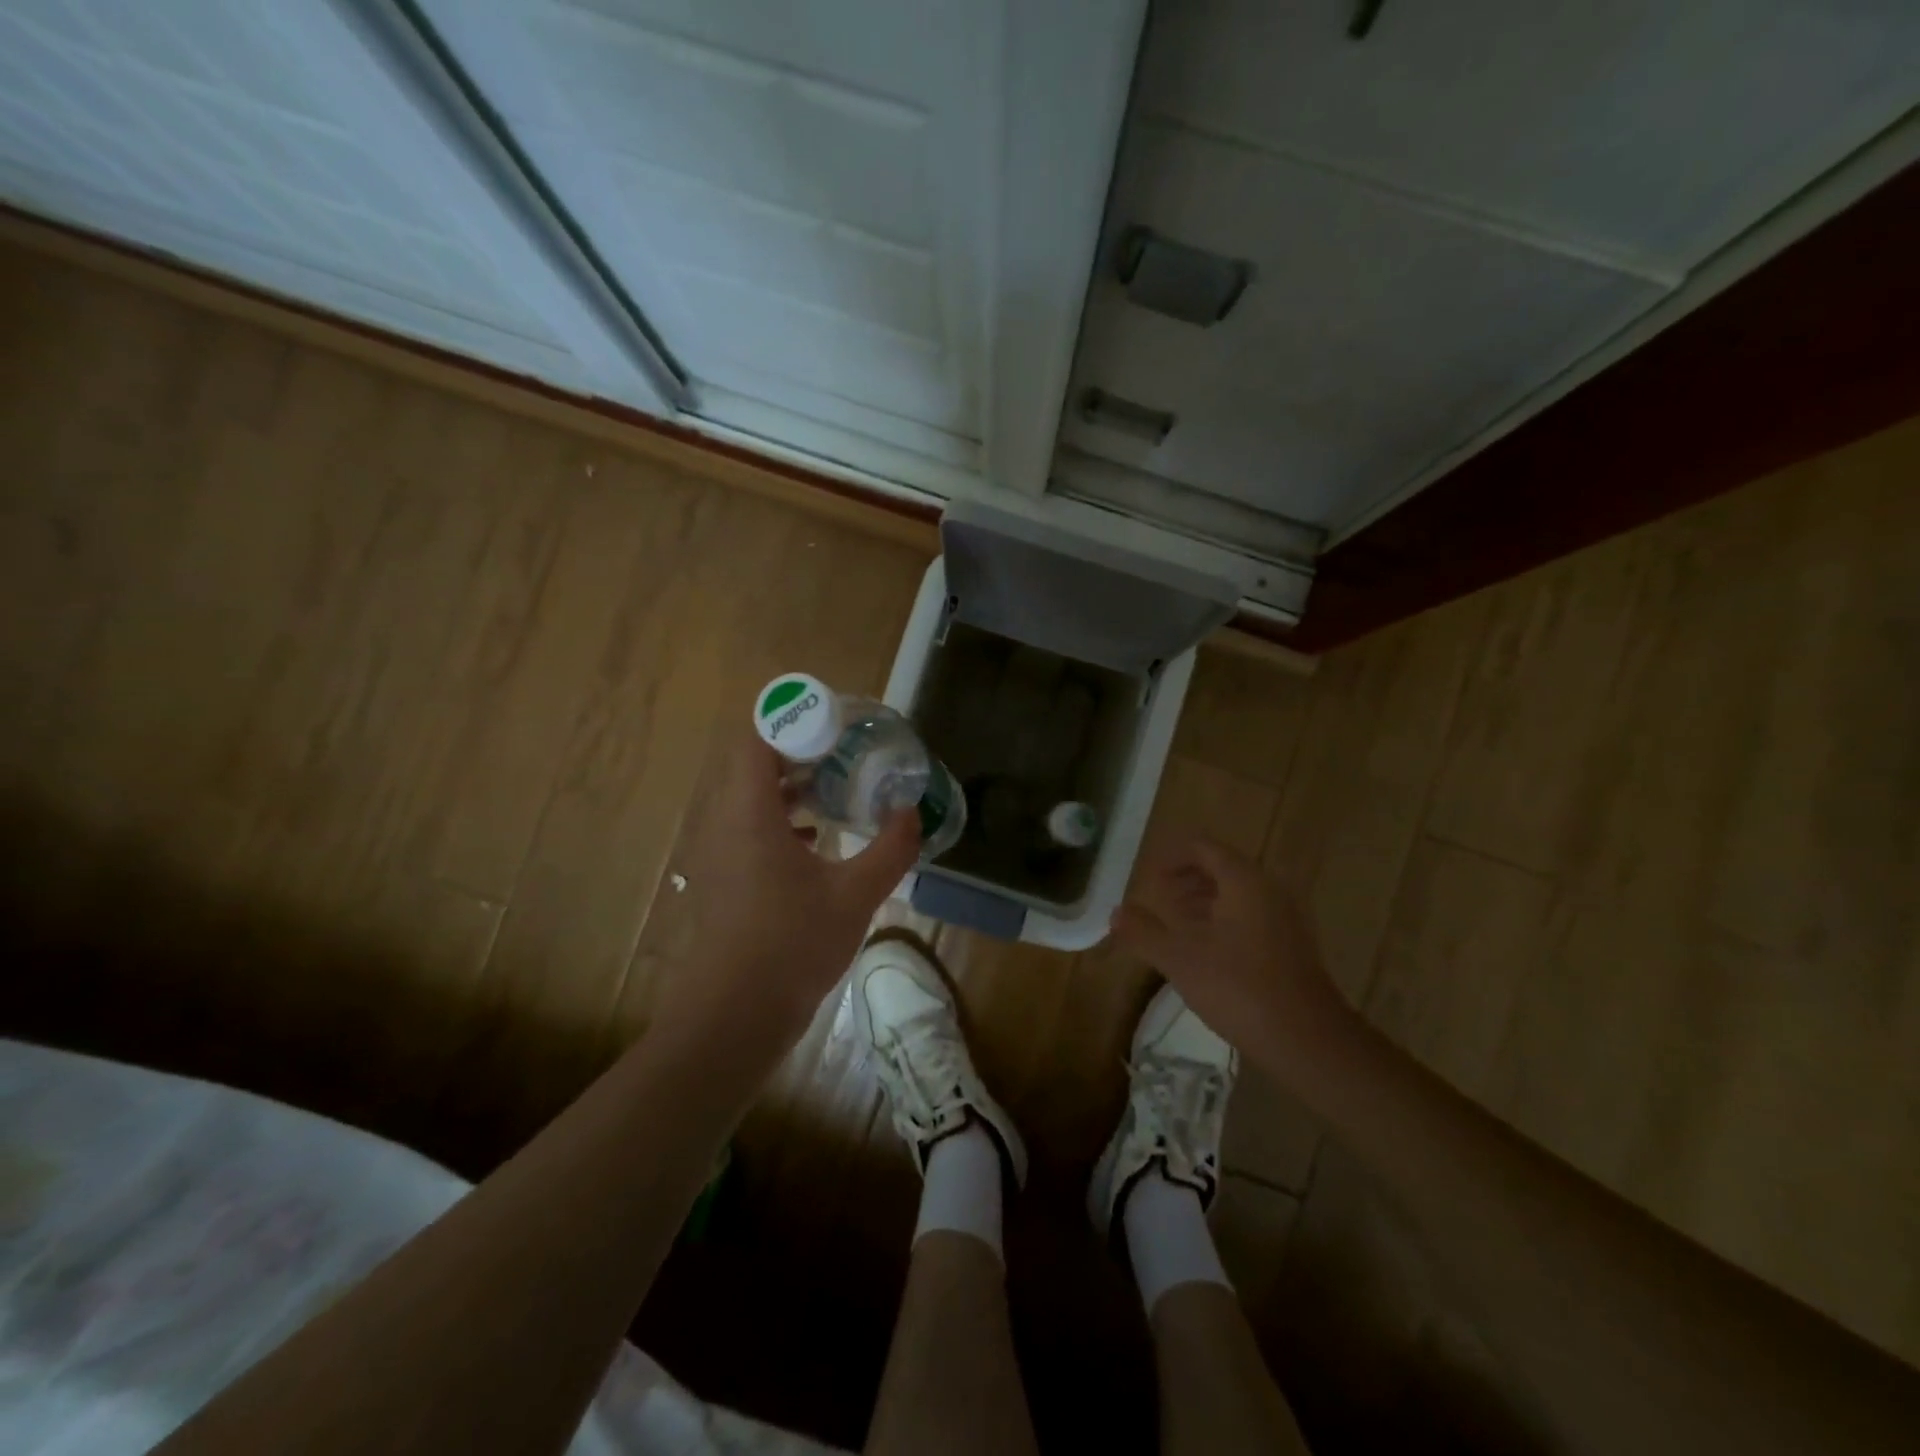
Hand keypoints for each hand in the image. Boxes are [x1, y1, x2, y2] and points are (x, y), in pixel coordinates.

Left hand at [657, 730, 921, 1051]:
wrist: (733, 1018)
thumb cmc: (791, 945)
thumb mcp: (855, 895)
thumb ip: (890, 849)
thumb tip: (912, 812)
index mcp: (750, 813)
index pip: (758, 739)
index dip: (795, 722)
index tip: (837, 726)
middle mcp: (726, 823)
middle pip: (755, 765)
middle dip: (800, 753)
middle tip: (846, 753)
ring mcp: (720, 854)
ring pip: (752, 799)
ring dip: (791, 788)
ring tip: (837, 790)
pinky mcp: (725, 880)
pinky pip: (750, 829)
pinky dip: (782, 820)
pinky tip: (818, 839)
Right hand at [1112, 837, 1355, 1078]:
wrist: (1307, 1040)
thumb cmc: (1239, 988)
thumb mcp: (1180, 959)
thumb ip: (1144, 932)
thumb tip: (1116, 913)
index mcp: (1244, 881)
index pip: (1203, 847)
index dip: (1171, 857)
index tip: (1148, 878)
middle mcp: (1269, 889)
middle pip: (1222, 867)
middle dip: (1186, 879)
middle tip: (1158, 898)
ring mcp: (1285, 918)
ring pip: (1238, 894)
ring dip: (1204, 900)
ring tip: (1176, 923)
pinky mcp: (1292, 945)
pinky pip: (1252, 916)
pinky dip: (1224, 920)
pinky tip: (1206, 950)